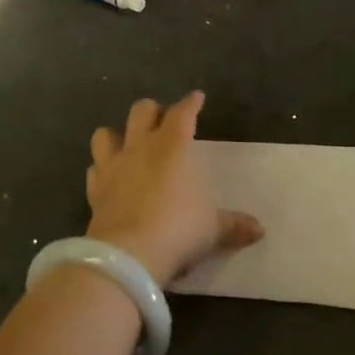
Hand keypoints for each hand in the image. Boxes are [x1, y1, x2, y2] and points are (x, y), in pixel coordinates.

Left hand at [85, 93, 262, 288]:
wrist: (128, 256)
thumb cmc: (178, 229)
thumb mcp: (212, 229)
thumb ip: (234, 225)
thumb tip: (259, 230)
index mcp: (172, 146)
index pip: (182, 112)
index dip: (191, 103)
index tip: (197, 98)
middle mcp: (140, 147)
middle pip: (142, 111)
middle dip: (153, 111)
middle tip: (163, 120)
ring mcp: (113, 166)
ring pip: (106, 133)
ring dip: (117, 134)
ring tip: (128, 144)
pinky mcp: (94, 190)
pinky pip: (94, 170)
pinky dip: (102, 170)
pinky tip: (109, 178)